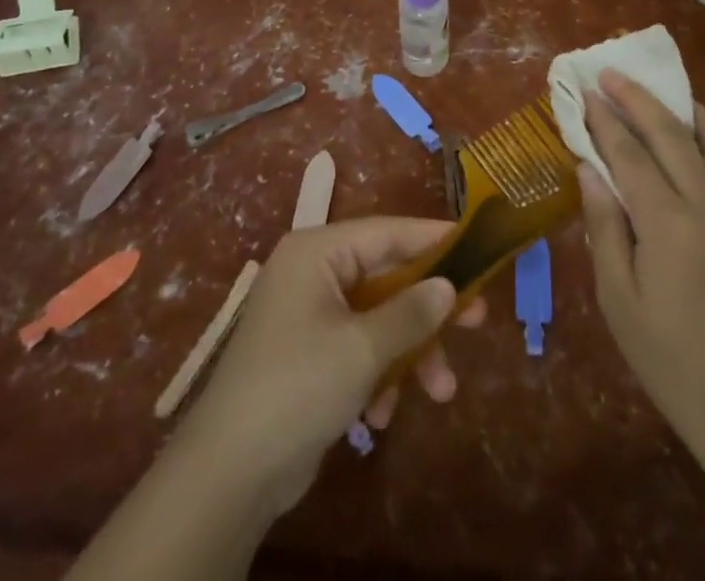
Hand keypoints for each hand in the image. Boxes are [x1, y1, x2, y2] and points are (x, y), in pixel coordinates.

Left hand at [173, 217, 486, 519]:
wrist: (228, 473)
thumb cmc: (297, 387)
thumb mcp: (361, 348)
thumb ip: (410, 312)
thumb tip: (448, 284)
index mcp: (317, 252)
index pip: (385, 231)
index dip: (431, 239)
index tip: (475, 245)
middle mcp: (312, 273)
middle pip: (385, 277)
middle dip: (427, 309)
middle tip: (476, 321)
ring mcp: (309, 315)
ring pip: (377, 318)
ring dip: (409, 353)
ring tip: (441, 391)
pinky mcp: (309, 355)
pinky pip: (358, 349)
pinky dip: (377, 376)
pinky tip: (381, 416)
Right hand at [577, 70, 704, 459]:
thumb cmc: (666, 356)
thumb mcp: (617, 297)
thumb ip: (603, 225)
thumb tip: (588, 166)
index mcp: (668, 224)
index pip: (628, 154)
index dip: (602, 121)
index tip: (582, 91)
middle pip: (668, 133)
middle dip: (635, 98)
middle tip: (607, 72)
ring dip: (674, 106)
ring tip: (648, 86)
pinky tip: (691, 124)